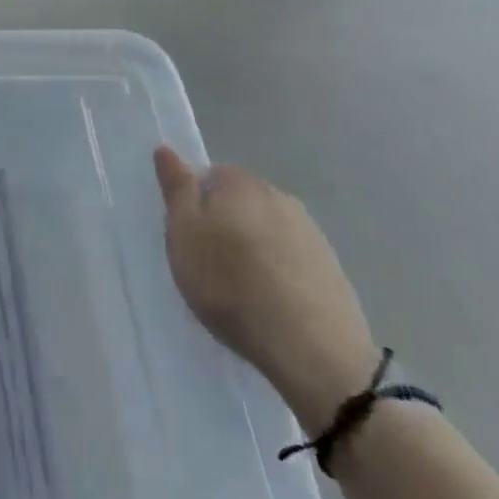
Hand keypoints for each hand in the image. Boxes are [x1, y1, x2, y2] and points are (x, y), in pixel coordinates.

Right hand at [154, 146, 376, 427]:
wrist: (312, 349)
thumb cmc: (230, 284)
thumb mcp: (184, 233)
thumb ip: (176, 189)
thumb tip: (166, 148)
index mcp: (241, 183)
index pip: (211, 175)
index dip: (195, 203)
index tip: (188, 235)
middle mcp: (280, 197)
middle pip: (241, 202)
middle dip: (225, 224)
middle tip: (208, 263)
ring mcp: (312, 234)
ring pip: (268, 231)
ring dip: (254, 249)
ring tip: (241, 290)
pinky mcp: (332, 270)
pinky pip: (292, 260)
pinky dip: (279, 274)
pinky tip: (271, 304)